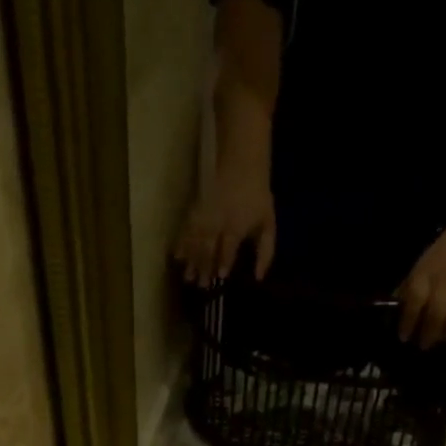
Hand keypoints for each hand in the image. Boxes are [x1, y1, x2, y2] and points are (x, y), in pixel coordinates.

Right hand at [175, 168, 276, 286]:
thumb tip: (258, 277)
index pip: (229, 246)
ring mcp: (206, 213)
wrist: (242, 160)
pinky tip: (177, 255)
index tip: (220, 276)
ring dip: (191, 258)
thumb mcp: (268, 223)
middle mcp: (219, 220)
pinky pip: (187, 226)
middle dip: (204, 266)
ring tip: (187, 276)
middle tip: (200, 285)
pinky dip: (181, 241)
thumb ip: (266, 251)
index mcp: (237, 224)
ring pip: (196, 238)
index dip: (225, 261)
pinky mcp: (197, 207)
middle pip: (210, 245)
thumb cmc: (257, 197)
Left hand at [396, 219, 445, 348]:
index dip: (407, 321)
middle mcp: (445, 280)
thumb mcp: (421, 267)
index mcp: (426, 274)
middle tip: (423, 344)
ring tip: (441, 338)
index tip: (404, 337)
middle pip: (436, 314)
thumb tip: (394, 311)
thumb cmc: (442, 255)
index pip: (414, 301)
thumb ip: (408, 289)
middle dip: (428, 334)